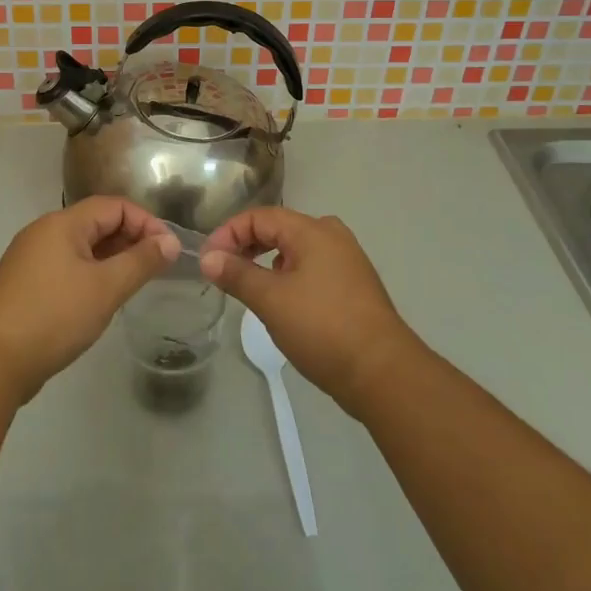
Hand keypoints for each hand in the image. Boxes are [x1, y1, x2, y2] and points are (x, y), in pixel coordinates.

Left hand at [0, 197, 178, 400]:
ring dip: (112, 258)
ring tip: (135, 283)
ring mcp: (32, 259)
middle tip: (156, 268)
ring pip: (82, 247)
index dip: (145, 222)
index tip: (167, 250)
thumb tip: (169, 242)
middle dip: (130, 240)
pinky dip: (91, 274)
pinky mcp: (26, 284)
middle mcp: (45, 232)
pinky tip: (103, 298)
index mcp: (62, 223)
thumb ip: (141, 261)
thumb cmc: (54, 315)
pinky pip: (68, 267)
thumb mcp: (106, 287)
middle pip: (97, 223)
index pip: (114, 206)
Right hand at [201, 208, 419, 413]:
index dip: (229, 233)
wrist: (383, 373)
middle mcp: (332, 236)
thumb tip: (207, 258)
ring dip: (267, 261)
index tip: (208, 260)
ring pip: (295, 250)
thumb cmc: (323, 328)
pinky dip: (288, 276)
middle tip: (223, 270)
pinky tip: (281, 301)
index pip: (260, 217)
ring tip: (248, 287)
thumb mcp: (271, 300)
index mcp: (313, 230)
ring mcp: (346, 260)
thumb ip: (236, 274)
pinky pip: (311, 268)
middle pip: (279, 228)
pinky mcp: (353, 285)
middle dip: (246, 245)